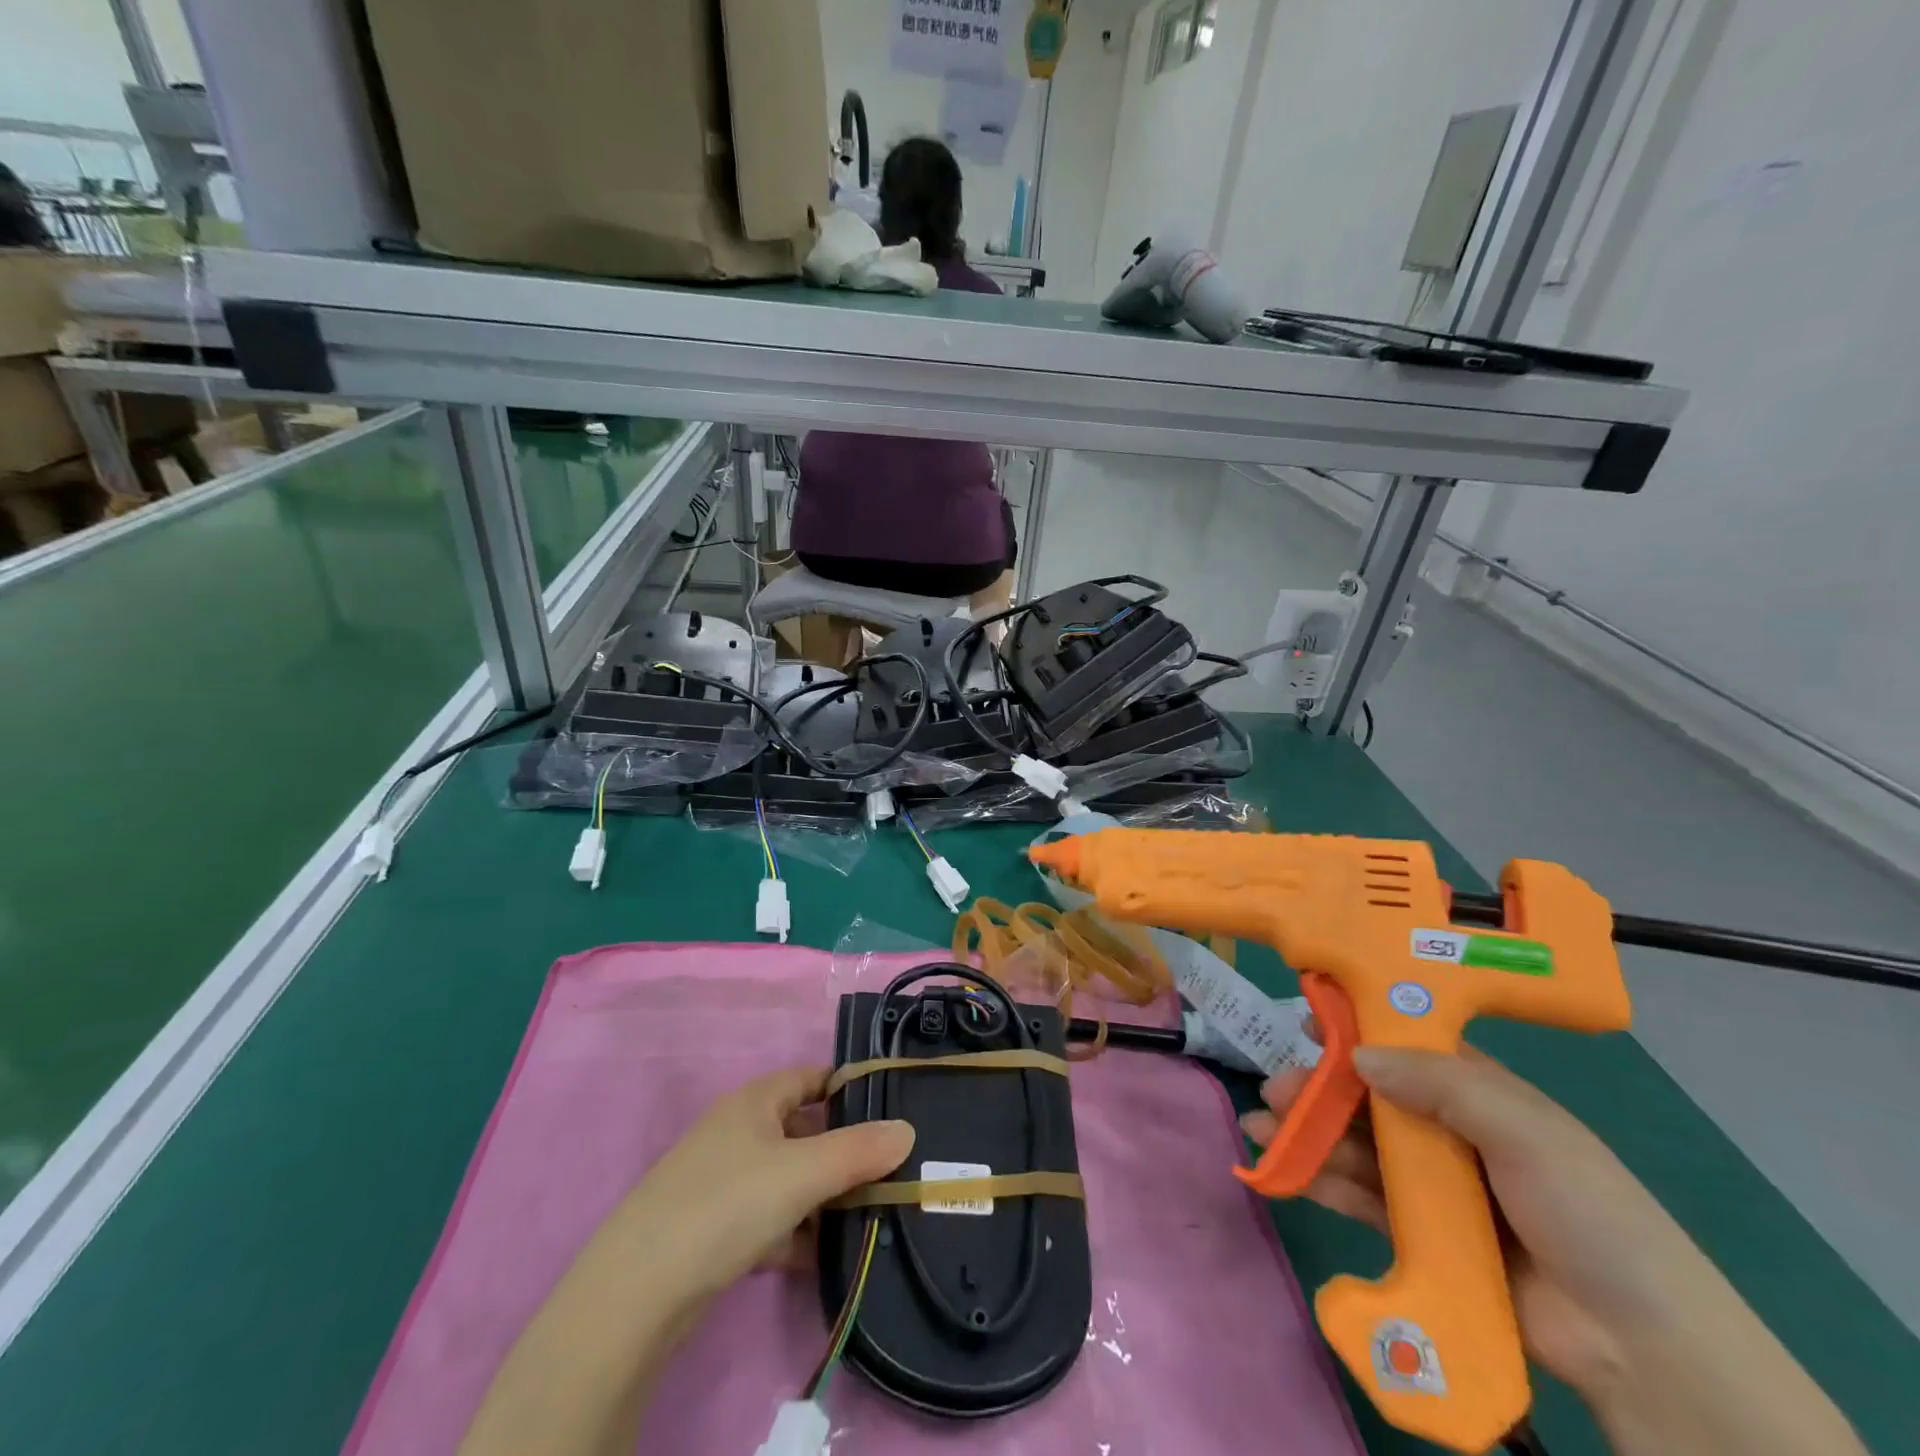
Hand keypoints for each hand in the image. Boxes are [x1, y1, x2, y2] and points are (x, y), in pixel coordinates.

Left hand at [626, 1065, 915, 1303]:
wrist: (635, 1294)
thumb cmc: (726, 1205)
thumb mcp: (802, 1173)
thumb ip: (858, 1151)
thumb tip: (907, 1129)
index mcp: (754, 1102)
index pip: (810, 1078)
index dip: (848, 1088)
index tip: (888, 1109)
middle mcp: (737, 1132)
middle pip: (803, 1131)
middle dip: (843, 1151)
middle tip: (888, 1171)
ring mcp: (722, 1182)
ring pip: (787, 1179)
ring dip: (822, 1197)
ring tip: (867, 1217)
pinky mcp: (713, 1231)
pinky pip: (768, 1220)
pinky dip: (795, 1233)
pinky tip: (821, 1257)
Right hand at [1242, 1047, 1863, 1455]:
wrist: (1641, 1348)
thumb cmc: (1586, 1212)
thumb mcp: (1525, 1130)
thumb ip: (1441, 1084)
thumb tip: (1359, 1054)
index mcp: (1479, 1095)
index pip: (1407, 1048)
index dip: (1357, 1031)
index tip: (1307, 1021)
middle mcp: (1451, 1132)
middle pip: (1371, 1099)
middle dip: (1319, 1090)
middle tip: (1274, 1090)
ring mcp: (1436, 1187)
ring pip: (1359, 1148)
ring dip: (1310, 1136)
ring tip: (1262, 1131)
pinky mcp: (1423, 1237)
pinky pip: (1364, 1199)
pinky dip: (1324, 1183)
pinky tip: (1288, 1174)